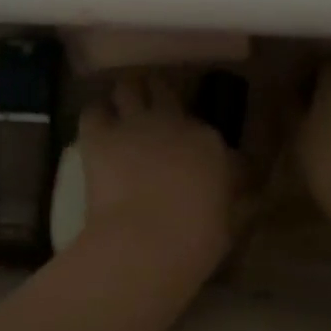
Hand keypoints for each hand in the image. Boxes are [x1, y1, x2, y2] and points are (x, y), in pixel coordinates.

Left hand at [77, 75, 234, 264]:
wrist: (146, 243)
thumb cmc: (195, 240)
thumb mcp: (228, 220)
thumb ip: (230, 198)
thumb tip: (237, 195)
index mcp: (208, 141)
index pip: (203, 127)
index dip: (192, 136)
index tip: (188, 150)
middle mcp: (172, 121)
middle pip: (163, 90)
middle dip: (156, 94)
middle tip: (151, 109)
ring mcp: (134, 124)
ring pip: (127, 87)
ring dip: (125, 96)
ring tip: (121, 109)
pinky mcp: (99, 135)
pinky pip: (93, 111)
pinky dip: (96, 117)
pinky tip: (96, 129)